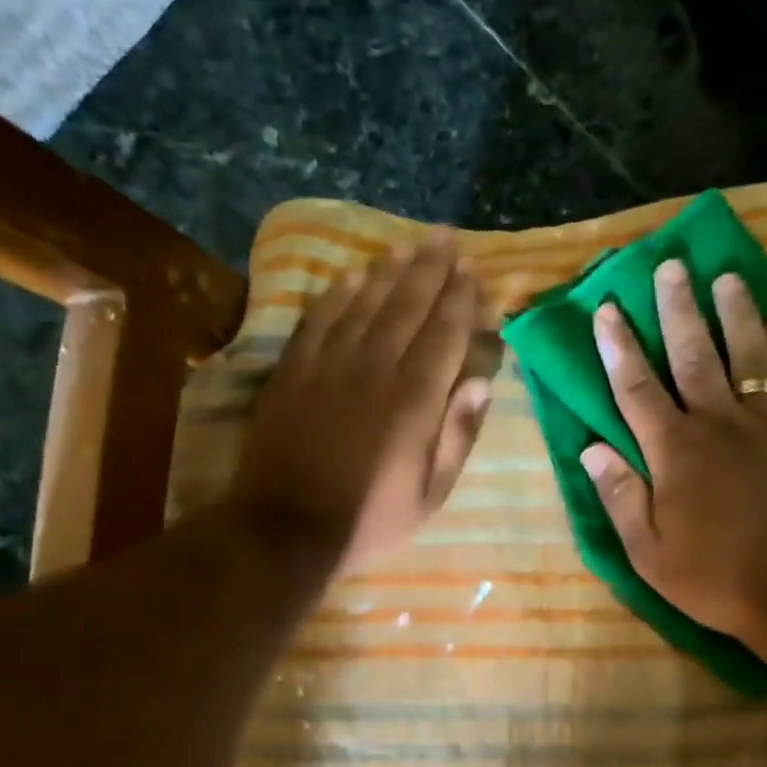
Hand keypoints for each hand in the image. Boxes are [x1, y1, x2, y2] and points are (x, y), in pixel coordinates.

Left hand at [228, 235, 495, 571]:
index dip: (462, 300)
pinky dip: (337, 294)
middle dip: (431, 269)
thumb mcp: (431, 494)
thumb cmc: (371, 519)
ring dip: (388, 271)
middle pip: (407, 306)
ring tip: (407, 246)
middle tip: (446, 238)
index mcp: (415, 400)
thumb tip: (479, 382)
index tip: (474, 273)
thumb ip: (457, 435)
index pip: (445, 334)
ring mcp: (329, 365)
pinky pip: (318, 319)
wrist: (286, 528)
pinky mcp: (293, 371)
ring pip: (364, 303)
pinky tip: (351, 276)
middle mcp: (375, 369)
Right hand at [581, 259, 766, 665]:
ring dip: (735, 313)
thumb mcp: (650, 553)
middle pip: (693, 354)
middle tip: (671, 267)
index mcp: (675, 451)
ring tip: (726, 277)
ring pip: (749, 354)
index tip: (608, 309)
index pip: (637, 388)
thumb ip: (621, 496)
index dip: (619, 347)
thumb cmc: (717, 578)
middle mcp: (720, 423)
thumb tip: (592, 449)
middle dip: (677, 309)